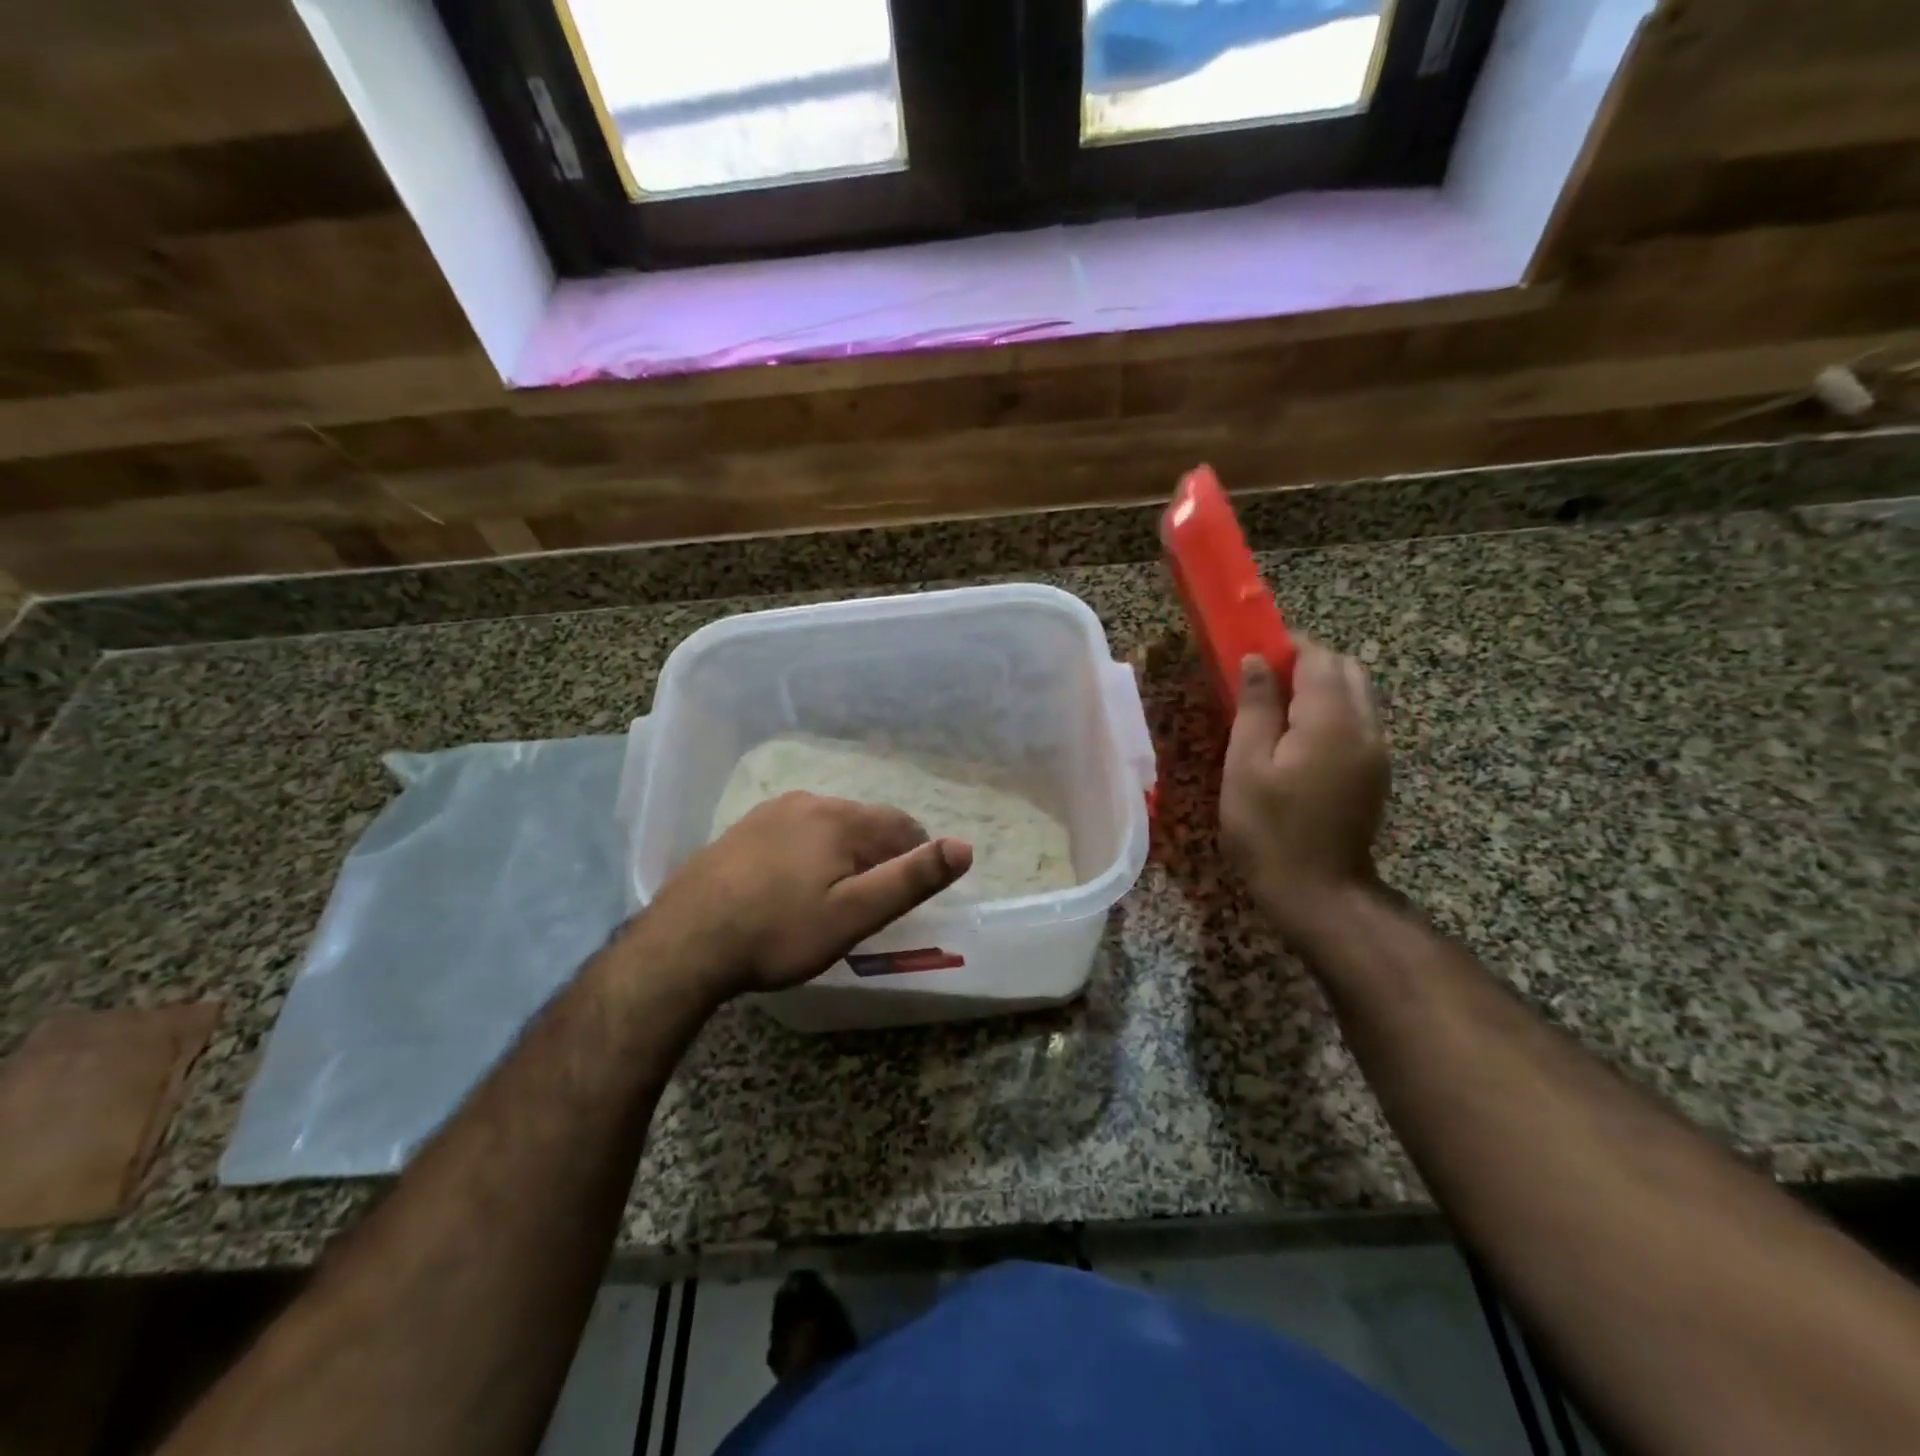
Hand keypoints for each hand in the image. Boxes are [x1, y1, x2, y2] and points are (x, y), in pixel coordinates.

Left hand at [644, 792, 972, 1000]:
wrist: (685, 942)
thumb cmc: (779, 932)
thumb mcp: (854, 914)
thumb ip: (911, 879)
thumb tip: (964, 847)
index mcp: (841, 818)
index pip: (901, 826)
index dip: (917, 857)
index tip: (908, 893)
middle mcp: (808, 802)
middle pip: (864, 824)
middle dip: (878, 856)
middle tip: (872, 902)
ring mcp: (770, 813)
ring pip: (828, 827)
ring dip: (842, 854)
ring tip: (833, 897)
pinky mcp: (742, 831)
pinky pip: (794, 834)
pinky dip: (808, 854)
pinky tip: (791, 887)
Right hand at [1220, 638, 1389, 942]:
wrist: (1318, 892)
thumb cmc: (1268, 829)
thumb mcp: (1246, 765)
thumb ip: (1256, 707)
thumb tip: (1257, 661)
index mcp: (1331, 721)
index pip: (1318, 658)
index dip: (1286, 647)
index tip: (1252, 657)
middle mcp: (1366, 726)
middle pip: (1346, 669)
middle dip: (1306, 664)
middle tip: (1263, 685)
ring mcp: (1377, 751)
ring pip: (1356, 694)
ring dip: (1320, 688)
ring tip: (1277, 713)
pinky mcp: (1376, 771)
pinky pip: (1358, 721)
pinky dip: (1331, 713)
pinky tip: (1298, 742)